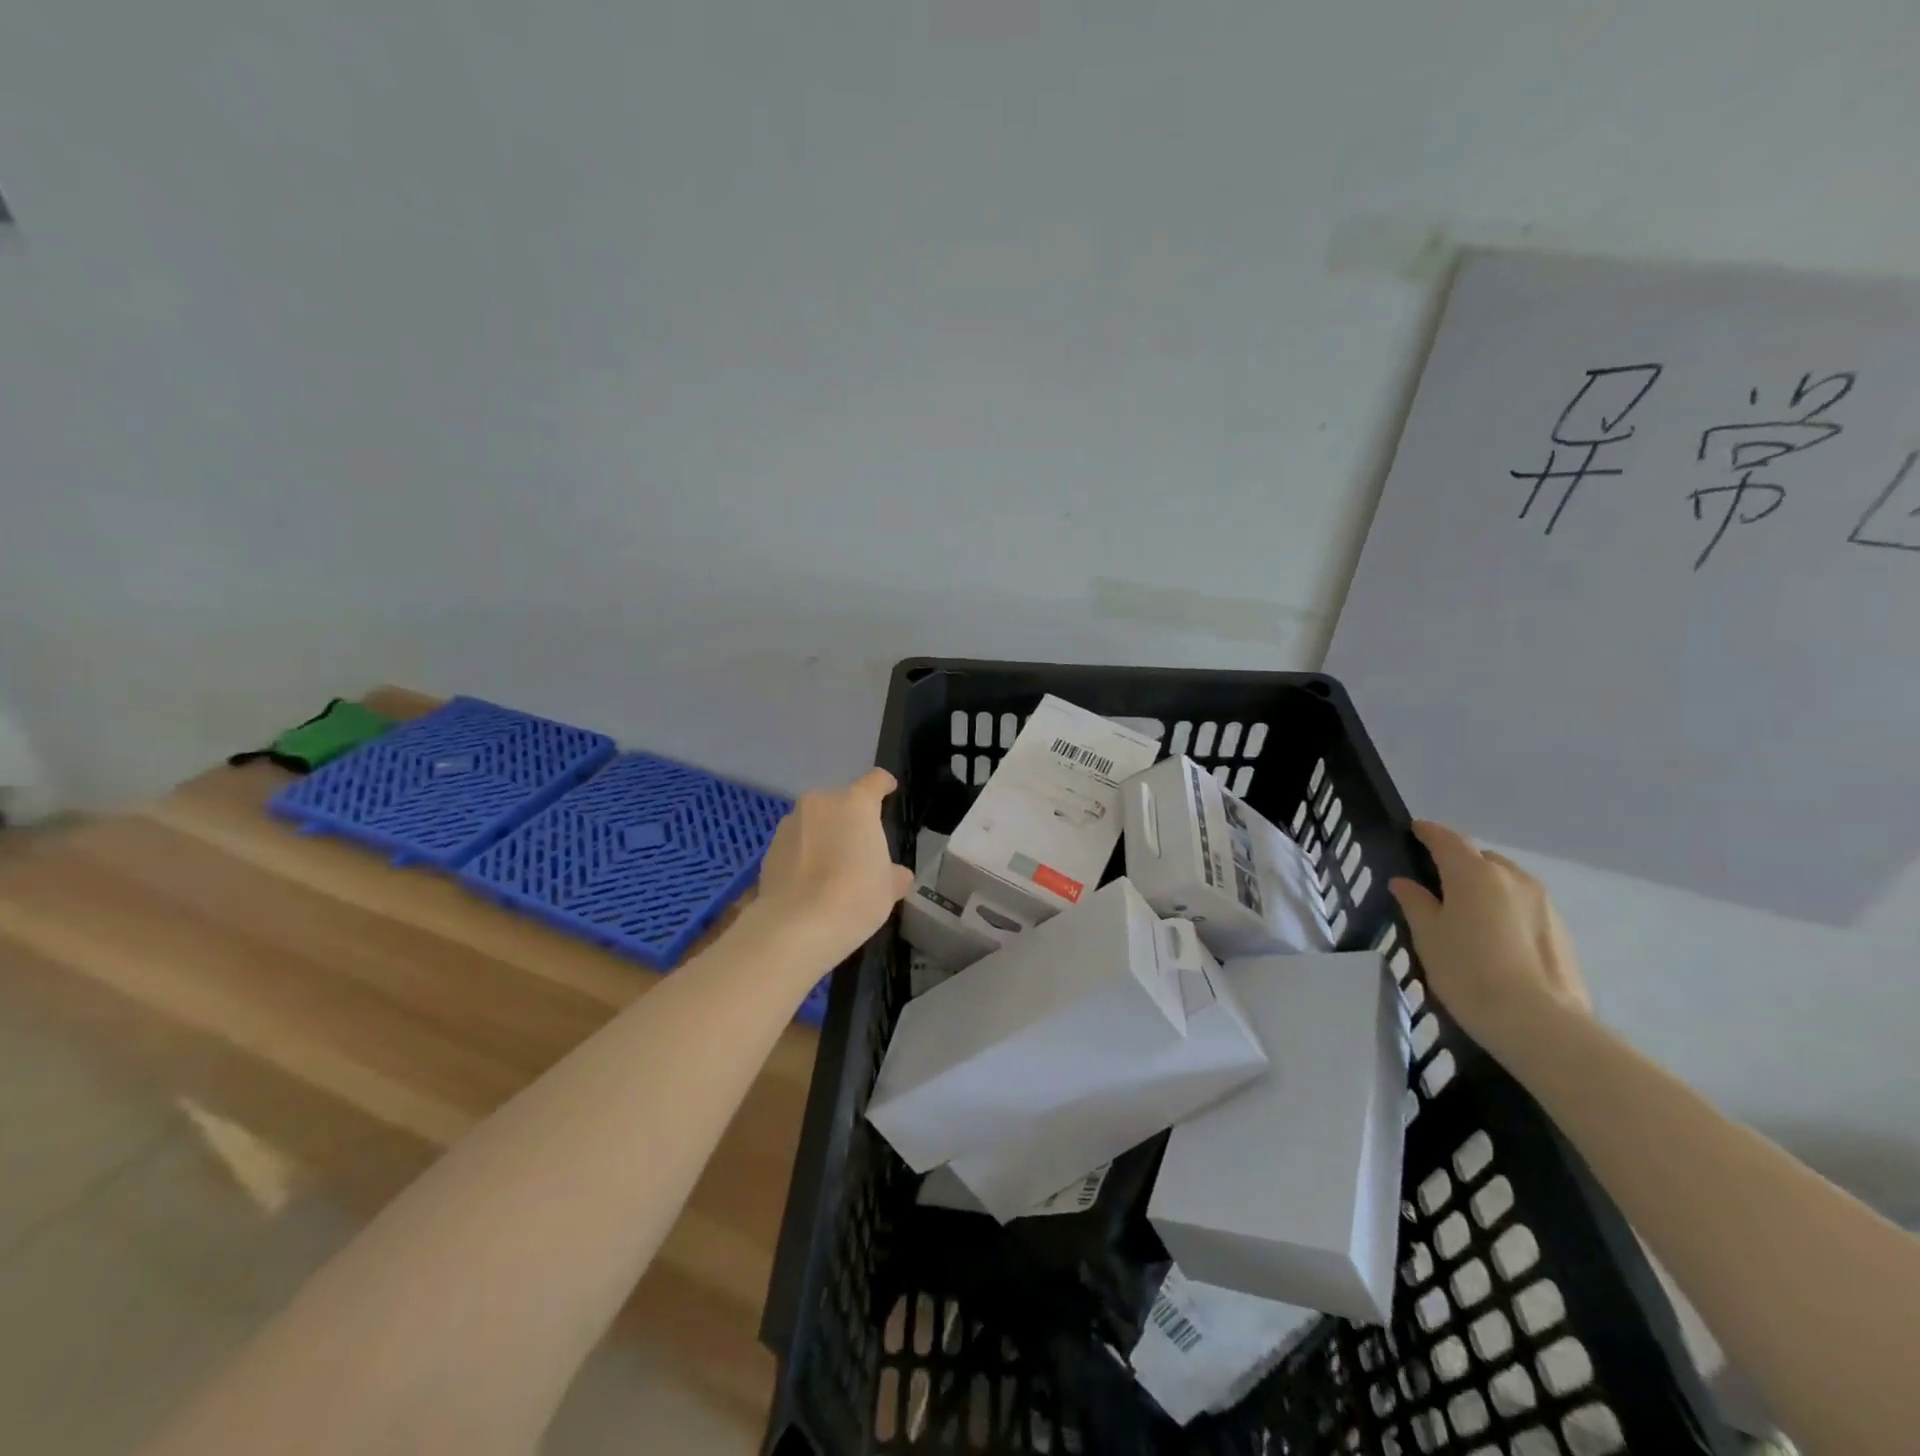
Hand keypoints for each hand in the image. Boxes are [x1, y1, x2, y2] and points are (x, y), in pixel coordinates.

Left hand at [755, 768, 913, 966]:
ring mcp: (790, 824)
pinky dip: (803, 856)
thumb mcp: (887, 889)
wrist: (796, 926)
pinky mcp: (769, 848)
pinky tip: (809, 884)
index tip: (889, 790)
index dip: (884, 785)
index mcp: (856, 804)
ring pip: (814, 822)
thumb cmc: (855, 897)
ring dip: (823, 836)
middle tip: (858, 848)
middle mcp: (820, 804)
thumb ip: (893, 874)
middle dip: (849, 819)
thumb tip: (897, 875)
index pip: (874, 781)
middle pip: (841, 802)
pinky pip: (795, 844)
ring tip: (831, 870)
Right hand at [1389, 821, 1591, 1062]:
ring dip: (1484, 888)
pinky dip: (1505, 911)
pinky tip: (1493, 939)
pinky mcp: (1561, 931)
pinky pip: (1523, 907)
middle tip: (1436, 885)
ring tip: (1465, 915)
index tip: (1414, 831)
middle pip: (1480, 859)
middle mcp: (1512, 878)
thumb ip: (1415, 903)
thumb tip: (1406, 883)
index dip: (1427, 833)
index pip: (1446, 839)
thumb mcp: (1427, 936)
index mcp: (1474, 873)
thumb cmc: (1468, 972)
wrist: (1538, 1023)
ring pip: (1506, 882)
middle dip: (1458, 864)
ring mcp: (1543, 904)